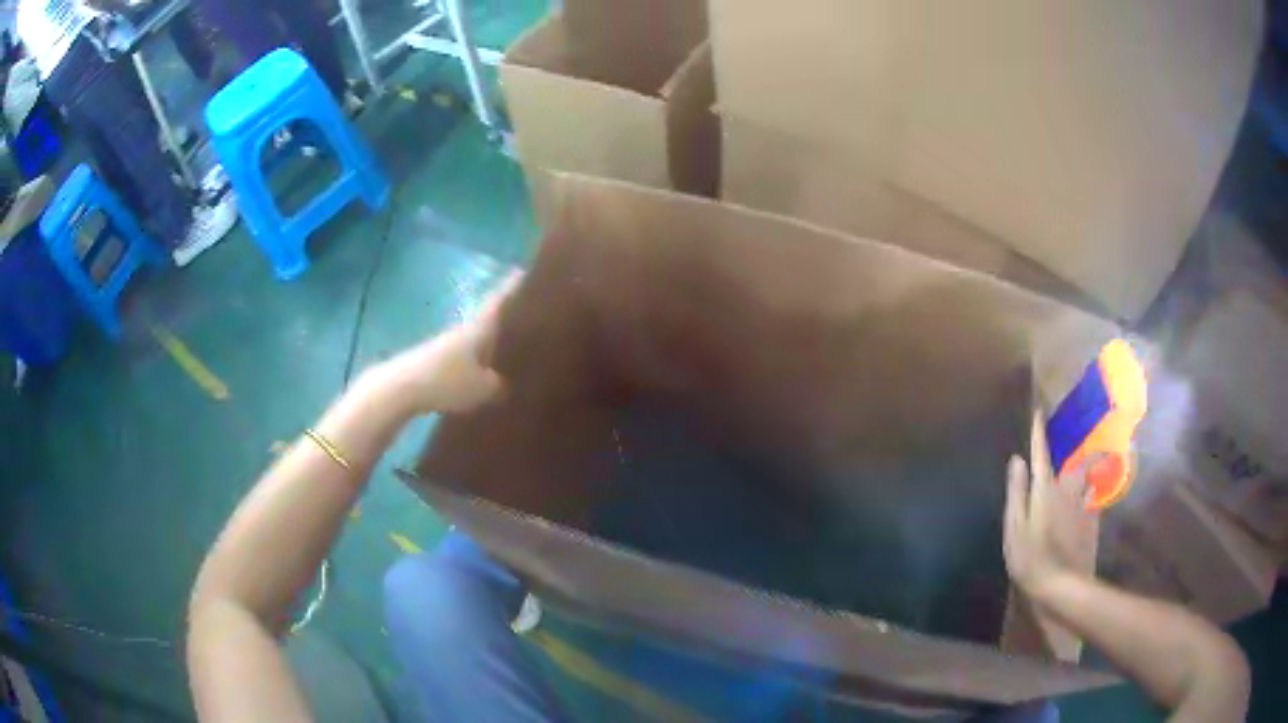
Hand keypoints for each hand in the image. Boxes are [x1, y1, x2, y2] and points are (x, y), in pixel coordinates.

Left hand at [369, 272, 520, 415]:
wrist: (402, 387)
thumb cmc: (446, 381)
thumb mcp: (482, 388)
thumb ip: (497, 385)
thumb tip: (501, 383)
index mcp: (479, 327)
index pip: (499, 300)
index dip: (511, 285)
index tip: (523, 270)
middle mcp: (463, 329)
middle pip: (487, 316)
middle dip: (504, 313)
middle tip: (525, 312)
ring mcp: (445, 344)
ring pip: (474, 337)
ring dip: (488, 339)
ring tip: (506, 347)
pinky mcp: (434, 361)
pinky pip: (461, 356)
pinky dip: (473, 359)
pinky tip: (479, 375)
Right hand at [1003, 414, 1097, 595]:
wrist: (1062, 584)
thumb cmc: (1031, 558)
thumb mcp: (1015, 527)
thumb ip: (1017, 492)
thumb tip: (1017, 460)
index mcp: (1045, 490)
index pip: (1040, 454)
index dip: (1038, 432)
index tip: (1038, 411)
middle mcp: (1067, 490)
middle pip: (1072, 462)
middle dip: (1073, 446)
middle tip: (1075, 436)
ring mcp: (1082, 504)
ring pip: (1086, 476)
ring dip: (1088, 464)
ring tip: (1092, 458)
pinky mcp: (1091, 520)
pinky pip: (1093, 495)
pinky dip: (1093, 488)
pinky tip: (1093, 491)